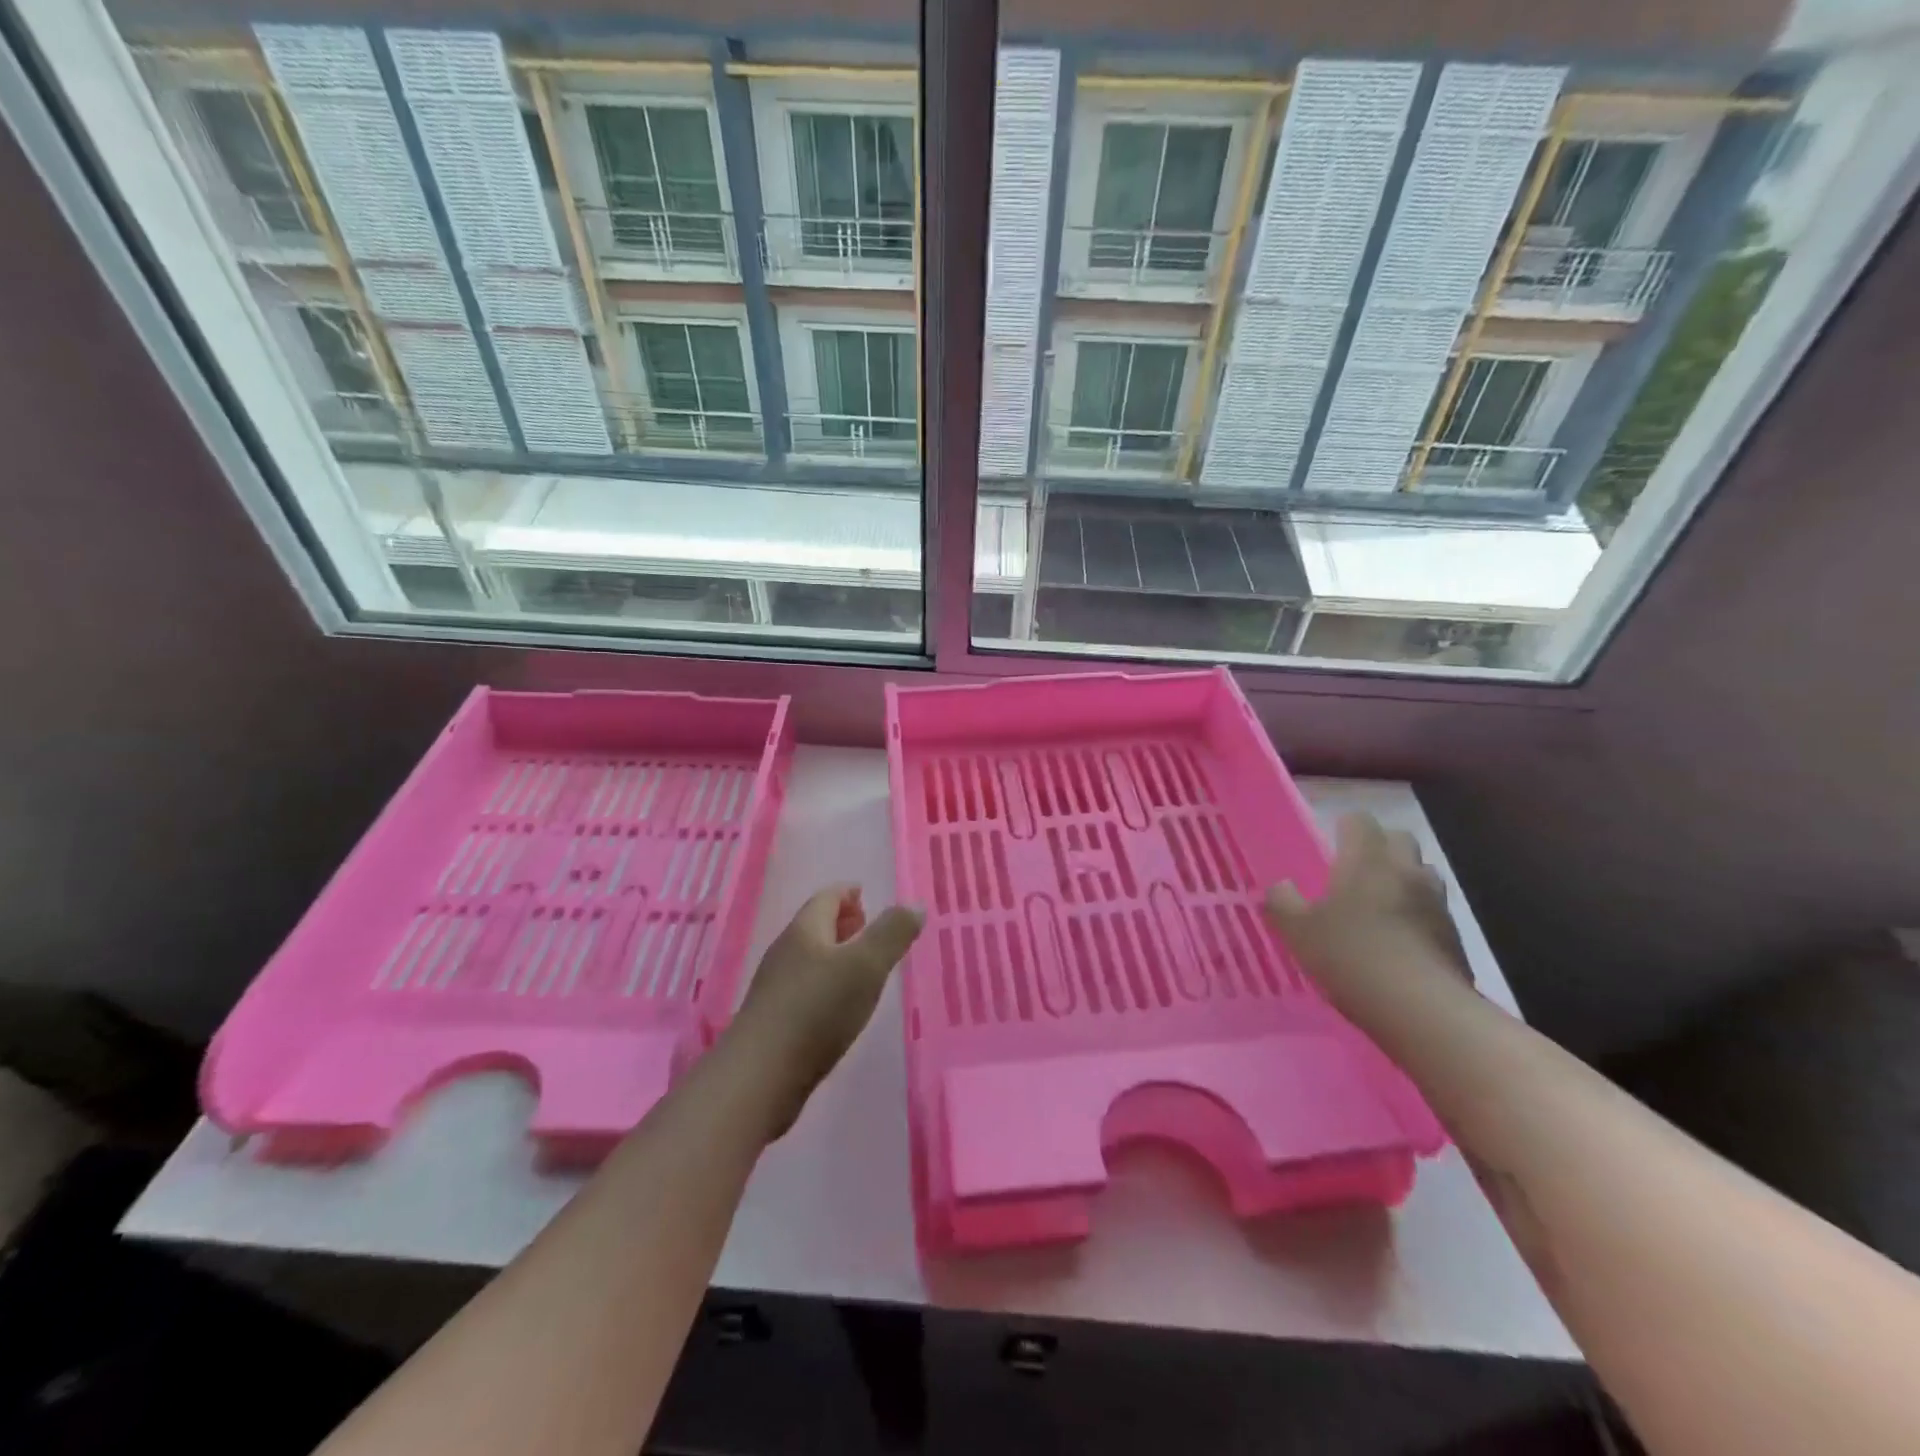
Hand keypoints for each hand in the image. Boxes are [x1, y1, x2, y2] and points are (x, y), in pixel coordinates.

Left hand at [722, 885, 923, 1139]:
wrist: (760, 1077)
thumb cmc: (817, 1010)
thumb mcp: (866, 966)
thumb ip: (893, 933)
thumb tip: (915, 905)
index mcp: (805, 931)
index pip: (826, 898)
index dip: (847, 893)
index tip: (864, 894)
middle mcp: (785, 953)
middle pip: (815, 926)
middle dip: (841, 923)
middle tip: (867, 928)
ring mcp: (775, 988)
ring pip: (809, 958)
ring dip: (834, 955)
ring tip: (861, 968)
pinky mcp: (773, 1021)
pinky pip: (803, 988)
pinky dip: (825, 985)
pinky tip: (839, 1006)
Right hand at [1264, 813, 1472, 1022]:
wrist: (1422, 1010)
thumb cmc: (1351, 957)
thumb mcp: (1298, 931)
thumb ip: (1282, 902)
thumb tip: (1280, 887)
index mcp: (1366, 859)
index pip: (1359, 820)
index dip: (1343, 828)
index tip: (1329, 845)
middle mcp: (1405, 870)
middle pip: (1398, 839)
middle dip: (1379, 847)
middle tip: (1353, 872)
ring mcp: (1436, 902)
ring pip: (1421, 872)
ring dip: (1402, 879)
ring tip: (1378, 906)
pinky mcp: (1455, 935)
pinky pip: (1433, 909)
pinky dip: (1417, 914)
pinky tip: (1397, 941)